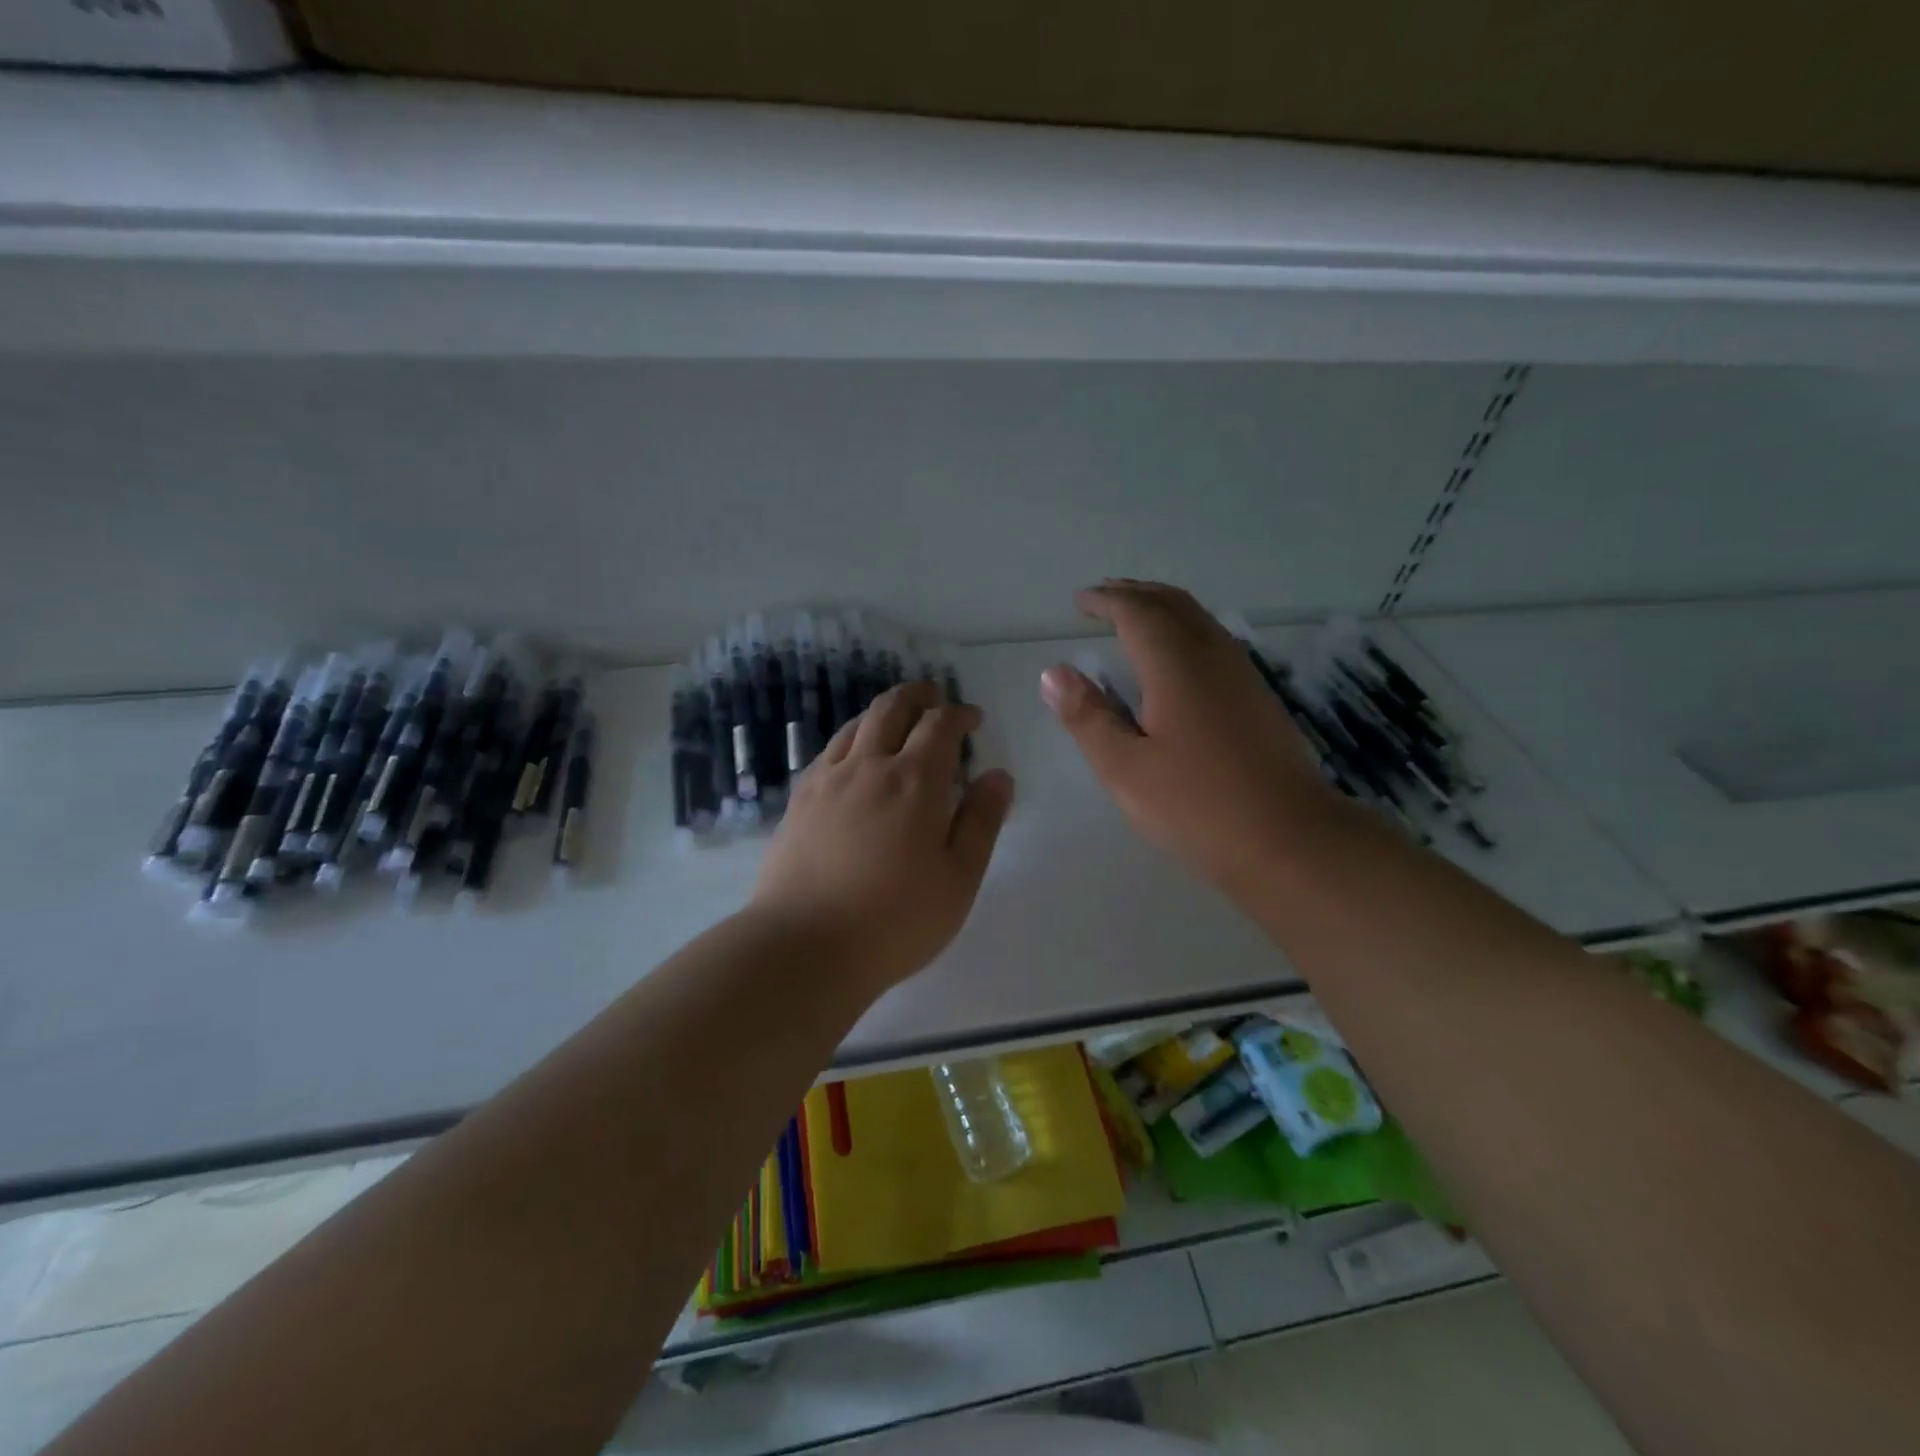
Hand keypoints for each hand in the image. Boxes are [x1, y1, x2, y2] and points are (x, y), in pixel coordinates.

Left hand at [751, 680, 1015, 994]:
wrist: (804, 947)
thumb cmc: (896, 920)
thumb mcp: (959, 878)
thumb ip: (982, 822)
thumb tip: (998, 776)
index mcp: (915, 781)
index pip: (940, 725)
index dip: (960, 715)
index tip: (972, 719)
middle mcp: (869, 766)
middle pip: (892, 708)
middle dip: (918, 696)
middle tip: (934, 697)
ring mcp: (827, 780)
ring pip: (856, 725)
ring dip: (882, 713)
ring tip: (897, 722)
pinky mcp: (798, 800)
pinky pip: (829, 751)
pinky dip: (851, 740)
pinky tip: (854, 760)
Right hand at [1040, 580, 1342, 896]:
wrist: (1289, 838)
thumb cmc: (1197, 805)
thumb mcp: (1125, 768)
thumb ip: (1087, 717)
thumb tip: (1054, 673)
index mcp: (1176, 666)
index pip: (1137, 612)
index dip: (1106, 600)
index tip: (1080, 601)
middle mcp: (1212, 656)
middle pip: (1173, 604)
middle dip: (1135, 594)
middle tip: (1103, 597)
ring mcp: (1241, 674)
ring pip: (1198, 619)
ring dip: (1162, 608)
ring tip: (1133, 617)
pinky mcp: (1257, 696)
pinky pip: (1214, 639)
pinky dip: (1184, 629)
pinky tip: (1174, 657)